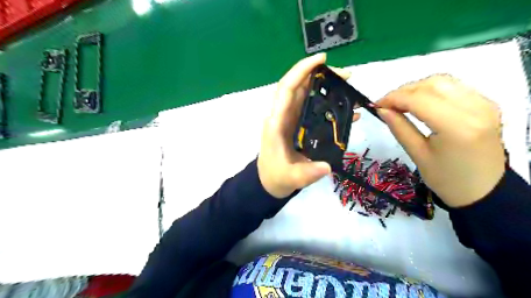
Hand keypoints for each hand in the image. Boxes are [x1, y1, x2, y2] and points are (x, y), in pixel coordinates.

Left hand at [257, 53, 351, 197]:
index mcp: (277, 122)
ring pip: (307, 96)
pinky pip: (313, 110)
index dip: (301, 71)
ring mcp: (291, 120)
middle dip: (321, 76)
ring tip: (349, 88)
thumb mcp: (290, 177)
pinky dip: (329, 106)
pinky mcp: (299, 126)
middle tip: (347, 76)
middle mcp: (283, 116)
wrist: (270, 182)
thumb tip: (327, 166)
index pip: (287, 89)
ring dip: (327, 88)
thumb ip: (306, 173)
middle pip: (300, 87)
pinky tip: (347, 111)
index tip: (321, 60)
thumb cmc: (275, 176)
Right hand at [377, 74, 505, 206]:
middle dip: (403, 91)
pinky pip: (454, 87)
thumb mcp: (417, 155)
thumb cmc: (446, 179)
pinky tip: (421, 102)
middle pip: (432, 85)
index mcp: (457, 127)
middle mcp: (475, 109)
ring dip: (417, 88)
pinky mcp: (486, 104)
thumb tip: (381, 109)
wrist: (483, 190)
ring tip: (401, 103)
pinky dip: (432, 90)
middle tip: (386, 105)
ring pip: (443, 81)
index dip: (393, 98)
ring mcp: (484, 104)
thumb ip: (399, 128)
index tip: (376, 105)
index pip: (419, 99)